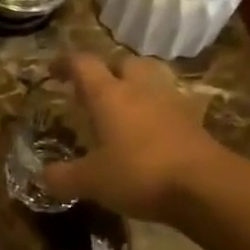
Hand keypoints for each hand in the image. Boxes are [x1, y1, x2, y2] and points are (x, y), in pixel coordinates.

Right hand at [40, 52, 224, 220]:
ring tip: (121, 104)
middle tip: (91, 88)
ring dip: (133, 84)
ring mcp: (171, 102)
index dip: (65, 63)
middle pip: (122, 62)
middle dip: (105, 70)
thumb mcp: (90, 181)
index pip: (83, 65)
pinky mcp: (193, 120)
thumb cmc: (138, 173)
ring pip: (150, 78)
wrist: (206, 187)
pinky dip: (154, 109)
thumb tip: (44, 176)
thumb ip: (63, 177)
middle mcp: (140, 89)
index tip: (53, 70)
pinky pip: (168, 103)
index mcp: (109, 95)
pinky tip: (147, 128)